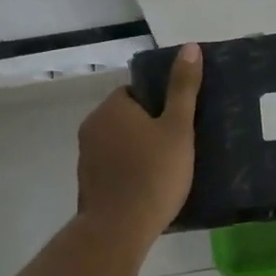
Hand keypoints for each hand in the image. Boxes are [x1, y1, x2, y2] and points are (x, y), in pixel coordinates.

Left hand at [76, 42, 202, 242]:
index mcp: (112, 108)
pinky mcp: (87, 183)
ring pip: (118, 143)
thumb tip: (189, 47)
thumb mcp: (178, 128)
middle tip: (178, 145)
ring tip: (166, 168)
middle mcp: (92, 126)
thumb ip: (183, 88)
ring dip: (137, 150)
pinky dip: (127, 171)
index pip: (135, 92)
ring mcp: (86, 157)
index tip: (178, 123)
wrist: (119, 229)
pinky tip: (148, 187)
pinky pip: (112, 167)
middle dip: (148, 128)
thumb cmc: (154, 173)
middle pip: (126, 118)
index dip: (159, 105)